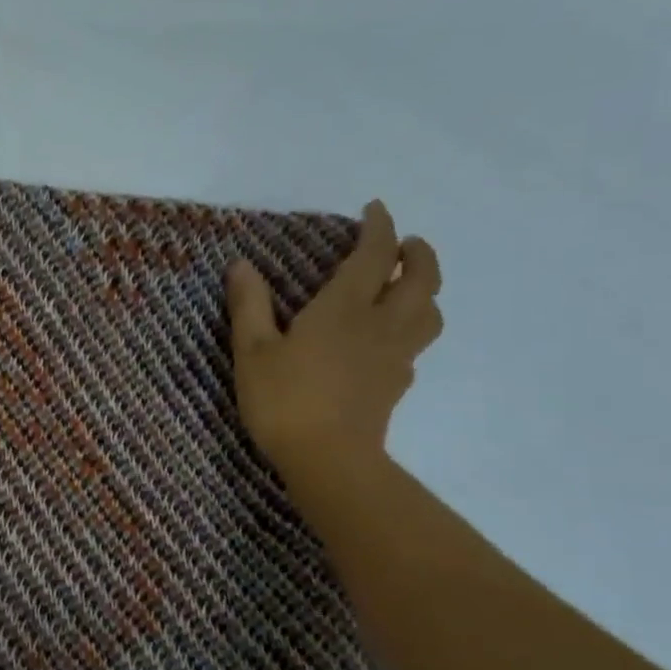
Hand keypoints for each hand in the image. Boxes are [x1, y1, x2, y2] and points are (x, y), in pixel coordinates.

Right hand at [227, 201, 442, 473]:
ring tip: (408, 286)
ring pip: (429, 312)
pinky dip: (411, 327)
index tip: (374, 209)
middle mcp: (380, 324)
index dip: (379, 226)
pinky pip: (416, 344)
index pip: (375, 255)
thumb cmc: (284, 400)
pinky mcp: (396, 384)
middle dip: (418, 253)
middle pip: (422, 279)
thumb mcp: (253, 351)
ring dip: (425, 289)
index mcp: (344, 308)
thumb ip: (249, 305)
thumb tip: (241, 264)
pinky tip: (390, 338)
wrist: (328, 460)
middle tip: (405, 244)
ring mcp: (394, 356)